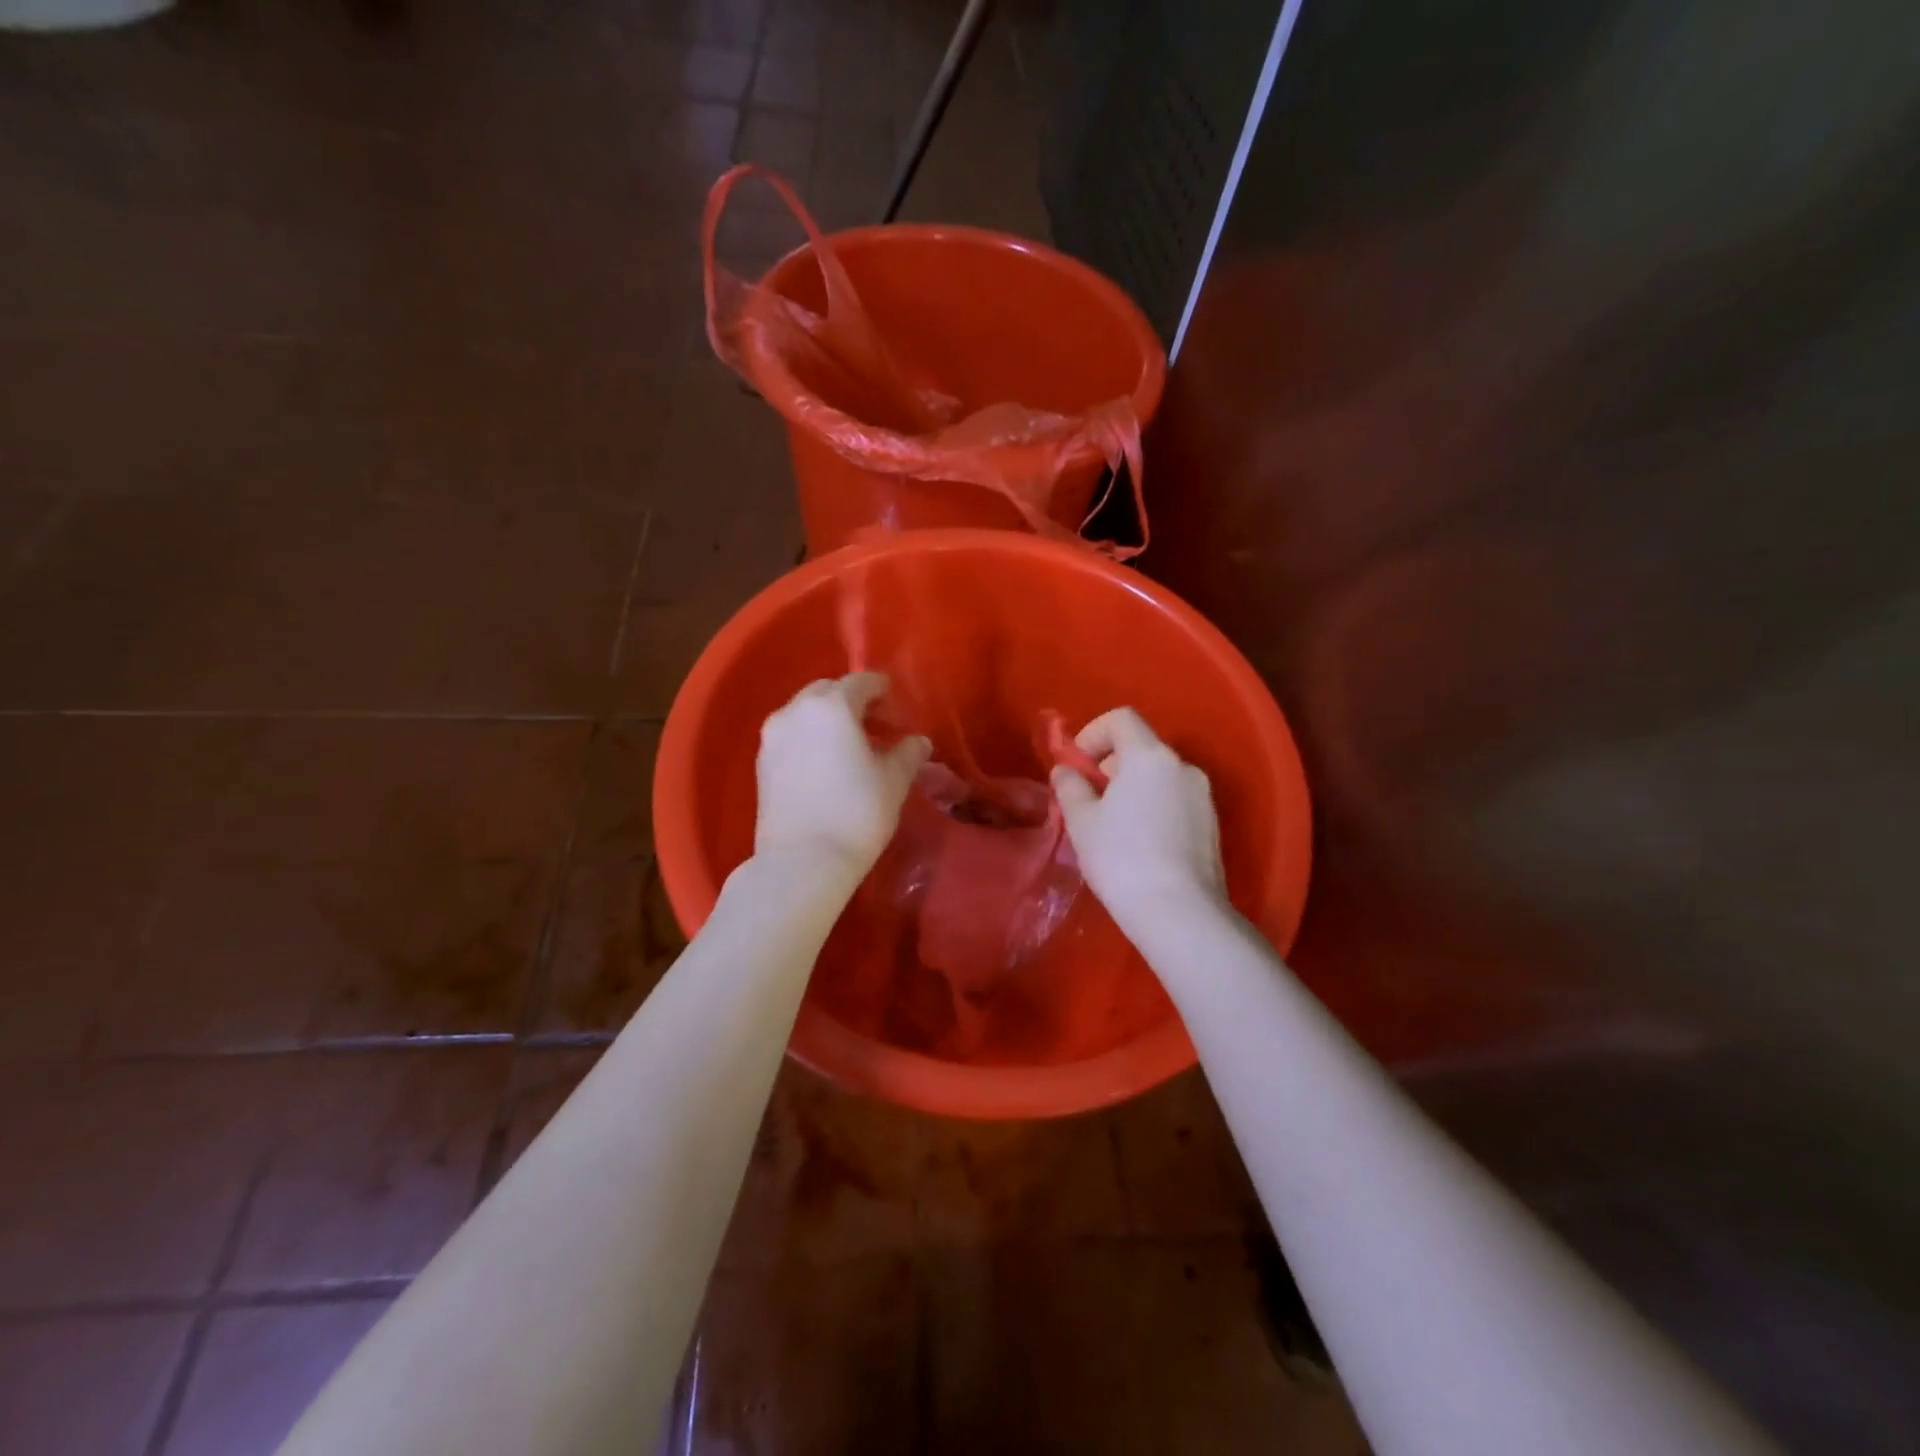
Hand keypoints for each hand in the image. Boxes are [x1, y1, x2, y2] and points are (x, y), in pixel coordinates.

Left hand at [755, 673, 930, 874]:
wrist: (802, 862)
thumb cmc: (856, 813)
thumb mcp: (893, 781)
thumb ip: (908, 753)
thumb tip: (918, 742)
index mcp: (831, 706)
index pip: (861, 682)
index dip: (884, 691)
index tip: (898, 709)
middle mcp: (796, 710)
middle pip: (829, 692)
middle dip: (854, 702)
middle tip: (878, 727)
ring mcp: (773, 737)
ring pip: (806, 713)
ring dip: (830, 721)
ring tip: (853, 748)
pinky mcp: (762, 763)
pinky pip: (792, 736)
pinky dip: (811, 739)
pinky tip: (828, 765)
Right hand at [1051, 708, 1225, 920]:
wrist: (1180, 913)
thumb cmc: (1122, 859)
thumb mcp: (1082, 822)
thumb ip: (1070, 787)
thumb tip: (1066, 771)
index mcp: (1150, 757)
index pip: (1121, 719)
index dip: (1093, 733)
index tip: (1077, 765)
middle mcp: (1183, 767)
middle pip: (1141, 748)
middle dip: (1110, 766)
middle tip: (1089, 801)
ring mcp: (1203, 797)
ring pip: (1159, 777)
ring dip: (1132, 789)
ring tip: (1112, 828)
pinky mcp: (1212, 825)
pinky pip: (1175, 802)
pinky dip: (1153, 808)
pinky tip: (1139, 846)